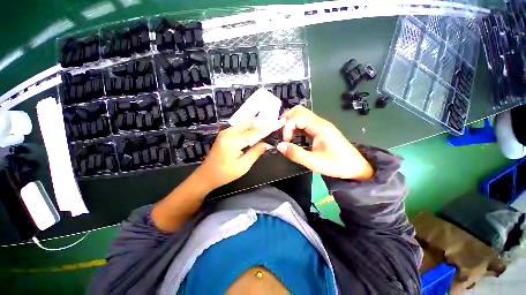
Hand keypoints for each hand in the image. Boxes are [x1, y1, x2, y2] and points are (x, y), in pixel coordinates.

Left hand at [195, 116, 285, 189]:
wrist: (206, 175)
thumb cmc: (225, 174)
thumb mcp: (243, 166)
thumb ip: (256, 152)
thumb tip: (267, 144)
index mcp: (234, 141)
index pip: (256, 131)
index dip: (270, 127)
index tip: (281, 122)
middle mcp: (229, 132)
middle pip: (250, 122)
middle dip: (263, 122)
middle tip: (274, 124)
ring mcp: (226, 131)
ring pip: (245, 122)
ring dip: (256, 124)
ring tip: (267, 128)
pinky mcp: (225, 133)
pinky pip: (240, 126)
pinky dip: (250, 127)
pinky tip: (256, 132)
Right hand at [277, 106, 372, 179]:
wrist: (355, 167)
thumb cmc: (337, 165)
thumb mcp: (315, 163)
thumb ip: (296, 154)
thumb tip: (279, 146)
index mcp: (320, 127)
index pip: (297, 116)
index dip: (287, 126)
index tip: (285, 141)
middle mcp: (319, 122)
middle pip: (299, 111)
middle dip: (287, 120)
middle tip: (282, 134)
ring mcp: (320, 125)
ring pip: (301, 116)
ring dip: (291, 123)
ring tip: (286, 137)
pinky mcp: (320, 130)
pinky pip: (304, 123)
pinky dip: (295, 127)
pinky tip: (293, 137)